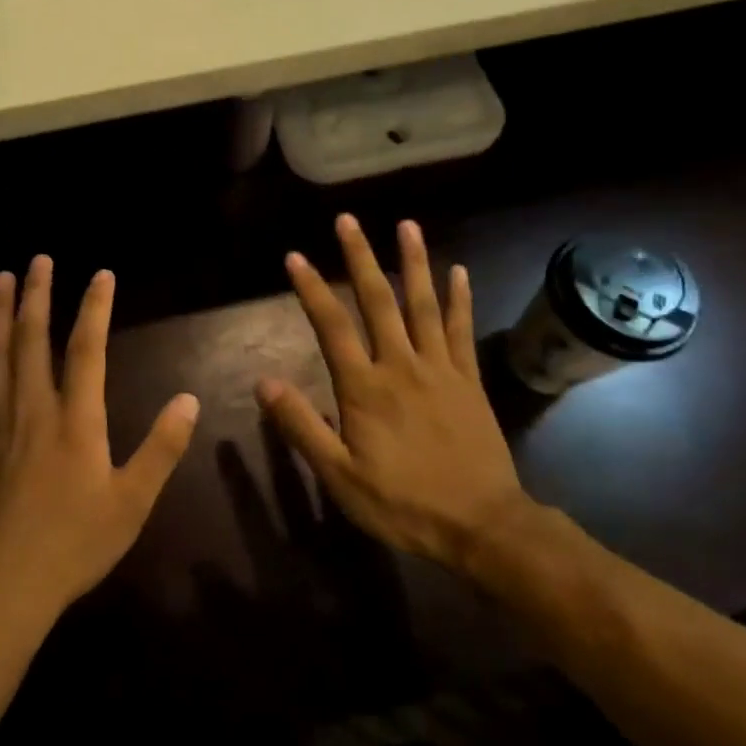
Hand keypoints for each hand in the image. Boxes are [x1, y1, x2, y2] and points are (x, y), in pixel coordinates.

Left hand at [0, 256, 199, 634]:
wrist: (6, 586)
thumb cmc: (75, 544)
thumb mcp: (133, 502)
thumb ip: (162, 448)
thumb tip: (189, 400)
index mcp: (76, 420)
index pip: (87, 349)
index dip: (95, 307)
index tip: (101, 274)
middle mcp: (33, 409)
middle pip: (32, 339)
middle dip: (37, 294)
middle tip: (39, 259)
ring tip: (1, 278)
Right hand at [255, 215, 531, 569]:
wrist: (482, 525)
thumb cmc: (403, 503)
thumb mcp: (340, 476)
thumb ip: (302, 426)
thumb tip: (263, 382)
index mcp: (364, 387)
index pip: (331, 326)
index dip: (311, 289)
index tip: (295, 256)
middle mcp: (401, 365)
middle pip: (378, 301)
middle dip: (360, 257)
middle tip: (348, 220)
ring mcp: (440, 368)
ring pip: (423, 305)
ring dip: (413, 262)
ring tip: (406, 225)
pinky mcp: (468, 380)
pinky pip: (461, 330)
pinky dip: (458, 299)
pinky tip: (457, 272)